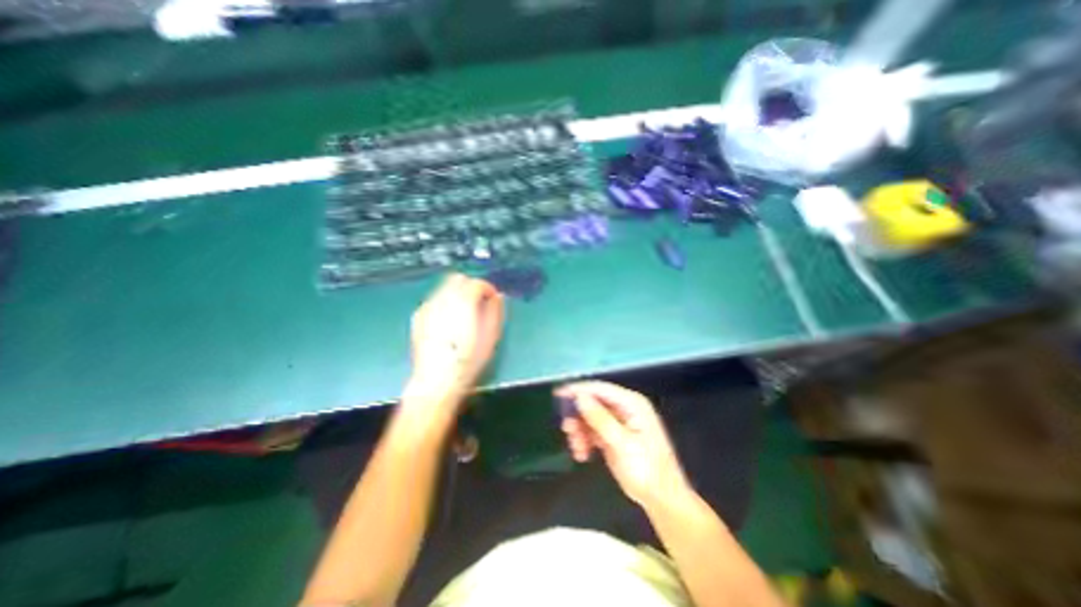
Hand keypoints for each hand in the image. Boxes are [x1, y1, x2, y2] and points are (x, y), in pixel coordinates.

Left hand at [409, 273, 505, 408]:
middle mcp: (443, 300)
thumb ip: (495, 311)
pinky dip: (444, 303)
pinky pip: (434, 300)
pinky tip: (449, 321)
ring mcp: (428, 307)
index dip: (488, 288)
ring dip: (457, 294)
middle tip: (479, 302)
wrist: (437, 380)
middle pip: (457, 279)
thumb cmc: (468, 360)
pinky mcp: (418, 316)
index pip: (476, 283)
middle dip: (470, 286)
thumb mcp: (491, 336)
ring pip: (444, 288)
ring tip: (464, 313)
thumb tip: (498, 297)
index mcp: (463, 302)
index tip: (492, 299)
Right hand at [562, 383, 688, 507]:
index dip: (578, 390)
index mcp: (631, 403)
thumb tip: (580, 397)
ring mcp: (618, 422)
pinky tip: (583, 454)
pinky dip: (584, 440)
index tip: (558, 395)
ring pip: (589, 417)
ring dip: (580, 431)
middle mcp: (624, 408)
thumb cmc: (647, 469)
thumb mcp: (622, 443)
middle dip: (578, 416)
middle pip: (592, 402)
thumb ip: (600, 419)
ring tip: (578, 449)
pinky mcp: (612, 436)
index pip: (600, 389)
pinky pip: (592, 430)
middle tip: (568, 430)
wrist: (661, 500)